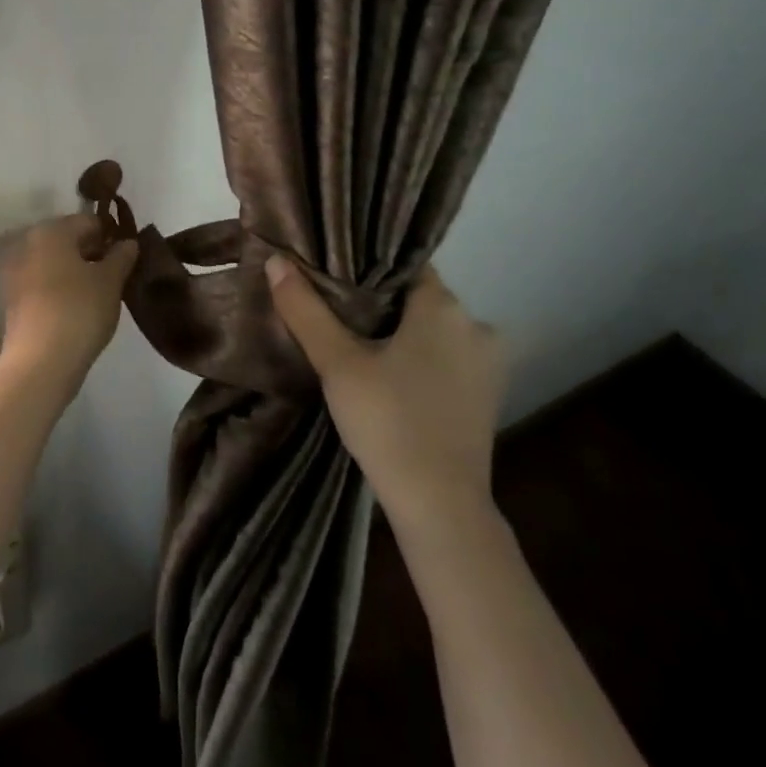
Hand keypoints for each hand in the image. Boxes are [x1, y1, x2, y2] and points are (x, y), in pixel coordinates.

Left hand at [0, 214, 137, 385]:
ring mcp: (13, 270)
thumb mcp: (111, 282)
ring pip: (52, 261)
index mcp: (51, 231)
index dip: (111, 236)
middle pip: (67, 239)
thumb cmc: (80, 311)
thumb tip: (127, 243)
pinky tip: (75, 307)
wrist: (40, 361)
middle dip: (91, 253)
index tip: (127, 258)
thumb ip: (122, 257)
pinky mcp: (9, 297)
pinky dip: (57, 287)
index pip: (89, 221)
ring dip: (73, 270)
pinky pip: (40, 281)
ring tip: (96, 294)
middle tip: (114, 277)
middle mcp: (26, 242)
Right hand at [265, 259, 504, 530]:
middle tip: (334, 314)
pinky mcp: (488, 395)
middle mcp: (476, 324)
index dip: (366, 267)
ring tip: (356, 346)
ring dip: (401, 334)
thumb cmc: (387, 421)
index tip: (333, 276)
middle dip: (379, 304)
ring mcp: (488, 363)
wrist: (439, 505)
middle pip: (418, 298)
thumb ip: (306, 310)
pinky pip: (447, 358)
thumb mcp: (337, 363)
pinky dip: (420, 359)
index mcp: (444, 306)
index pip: (404, 264)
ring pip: (433, 330)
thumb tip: (277, 261)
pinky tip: (389, 378)